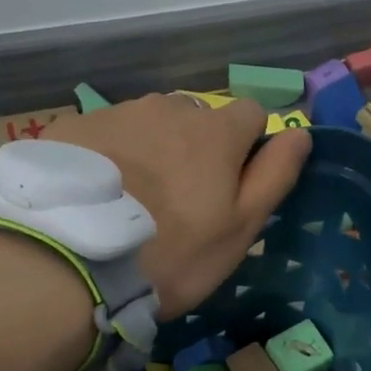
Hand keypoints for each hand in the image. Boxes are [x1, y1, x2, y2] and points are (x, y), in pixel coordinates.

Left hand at [48, 94, 311, 317]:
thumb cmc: (173, 253)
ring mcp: (117, 113)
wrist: (70, 261)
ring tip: (132, 200)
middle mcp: (169, 108)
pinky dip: (111, 155)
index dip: (248, 147)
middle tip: (178, 202)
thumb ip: (274, 176)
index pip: (252, 114)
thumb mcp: (240, 228)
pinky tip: (97, 195)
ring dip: (153, 150)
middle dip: (197, 148)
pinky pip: (107, 134)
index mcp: (216, 131)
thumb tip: (300, 134)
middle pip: (197, 118)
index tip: (231, 186)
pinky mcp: (74, 127)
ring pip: (150, 124)